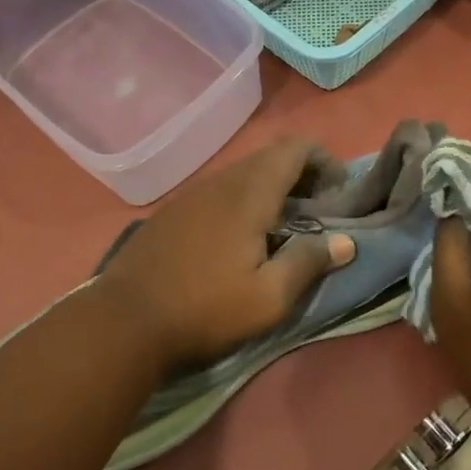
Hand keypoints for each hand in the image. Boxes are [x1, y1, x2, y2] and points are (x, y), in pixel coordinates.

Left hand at [96, 139, 356, 373]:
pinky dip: (243, 200)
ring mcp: (192, 194)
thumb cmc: (205, 309)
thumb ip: (309, 262)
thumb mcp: (269, 298)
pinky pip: (219, 190)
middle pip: (270, 157)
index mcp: (250, 193)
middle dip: (302, 175)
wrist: (123, 322)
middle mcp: (221, 181)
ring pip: (243, 174)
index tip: (340, 193)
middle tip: (319, 213)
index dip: (325, 161)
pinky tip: (239, 238)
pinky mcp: (173, 211)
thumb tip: (347, 241)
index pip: (295, 148)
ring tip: (283, 227)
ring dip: (272, 189)